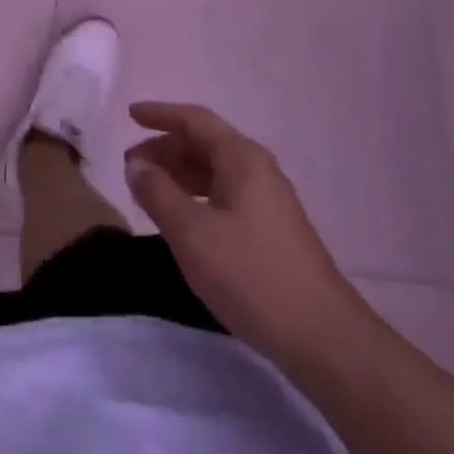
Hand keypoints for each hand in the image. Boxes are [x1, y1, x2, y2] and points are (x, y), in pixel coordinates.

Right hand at [125, 102, 365, 367]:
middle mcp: (257, 170)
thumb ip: (158, 193)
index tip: (130, 114)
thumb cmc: (251, 275)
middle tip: (131, 165)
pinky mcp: (271, 231)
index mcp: (242, 158)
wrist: (323, 338)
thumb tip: (136, 165)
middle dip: (165, 149)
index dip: (160, 114)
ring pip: (214, 172)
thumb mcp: (192, 232)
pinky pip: (224, 196)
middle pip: (204, 144)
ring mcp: (268, 201)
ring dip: (179, 175)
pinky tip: (181, 219)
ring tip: (147, 190)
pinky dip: (196, 197)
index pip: (195, 120)